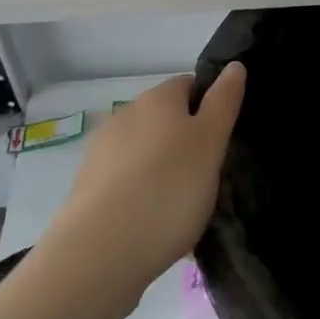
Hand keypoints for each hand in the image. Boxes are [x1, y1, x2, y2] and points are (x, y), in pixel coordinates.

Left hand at [43, 64, 245, 313]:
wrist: (99, 252)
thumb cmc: (169, 188)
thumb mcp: (211, 142)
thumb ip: (224, 101)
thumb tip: (234, 65)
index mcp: (158, 97)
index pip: (189, 85)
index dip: (210, 107)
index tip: (222, 140)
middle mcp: (125, 114)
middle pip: (165, 119)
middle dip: (185, 141)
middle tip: (207, 177)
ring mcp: (101, 151)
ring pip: (144, 151)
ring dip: (162, 169)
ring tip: (181, 207)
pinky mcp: (86, 187)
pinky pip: (125, 181)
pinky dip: (141, 194)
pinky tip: (152, 225)